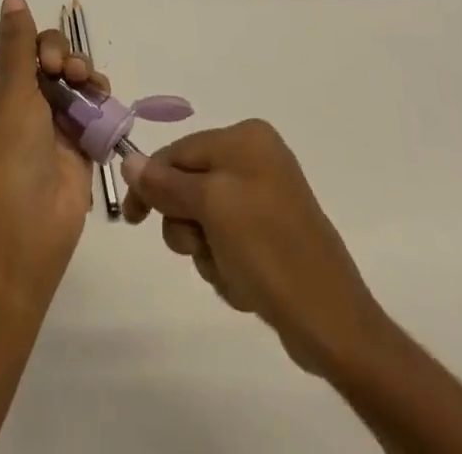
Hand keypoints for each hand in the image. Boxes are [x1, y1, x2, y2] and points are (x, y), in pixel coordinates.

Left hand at [0, 0, 108, 292]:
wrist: (27, 227)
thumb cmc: (10, 153)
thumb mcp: (12, 90)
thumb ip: (18, 42)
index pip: (11, 45)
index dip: (28, 38)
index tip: (40, 49)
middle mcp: (21, 100)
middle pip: (46, 57)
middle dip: (61, 54)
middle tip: (64, 69)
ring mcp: (50, 121)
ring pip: (72, 78)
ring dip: (83, 72)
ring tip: (88, 84)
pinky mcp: (77, 141)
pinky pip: (91, 106)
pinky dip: (99, 97)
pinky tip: (104, 97)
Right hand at [121, 119, 387, 378]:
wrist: (332, 323)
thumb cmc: (268, 251)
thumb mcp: (210, 208)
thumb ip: (166, 184)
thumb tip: (129, 163)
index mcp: (245, 139)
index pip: (178, 152)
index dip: (151, 184)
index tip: (132, 219)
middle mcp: (256, 158)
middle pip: (189, 186)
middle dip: (188, 225)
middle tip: (201, 248)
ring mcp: (266, 197)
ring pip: (205, 219)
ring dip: (208, 251)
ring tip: (231, 272)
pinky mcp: (272, 234)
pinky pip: (228, 241)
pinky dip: (227, 264)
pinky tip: (246, 284)